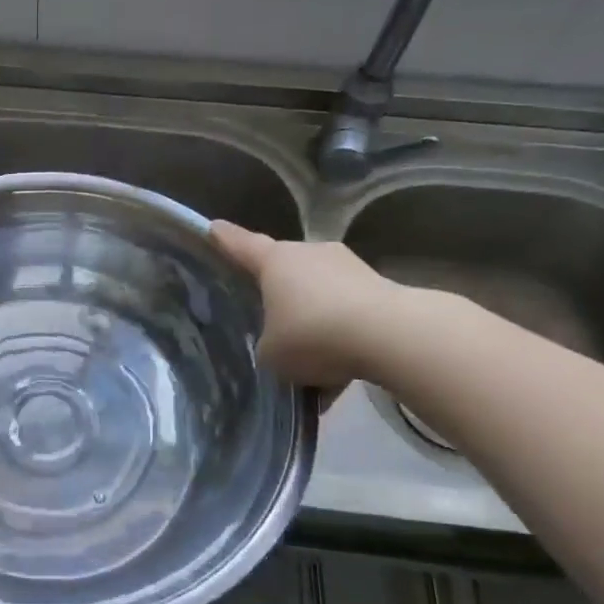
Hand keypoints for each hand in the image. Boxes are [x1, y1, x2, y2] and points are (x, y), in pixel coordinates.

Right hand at [210, 223, 406, 390]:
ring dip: (314, 320)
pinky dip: (341, 339)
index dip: (224, 239)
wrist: (390, 336)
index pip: (241, 245)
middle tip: (268, 320)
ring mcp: (349, 268)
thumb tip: (280, 344)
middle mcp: (311, 254)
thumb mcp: (271, 353)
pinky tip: (339, 376)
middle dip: (277, 293)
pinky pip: (348, 315)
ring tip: (310, 362)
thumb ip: (267, 345)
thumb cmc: (313, 334)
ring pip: (320, 294)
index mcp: (275, 261)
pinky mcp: (380, 290)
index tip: (213, 227)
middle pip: (285, 270)